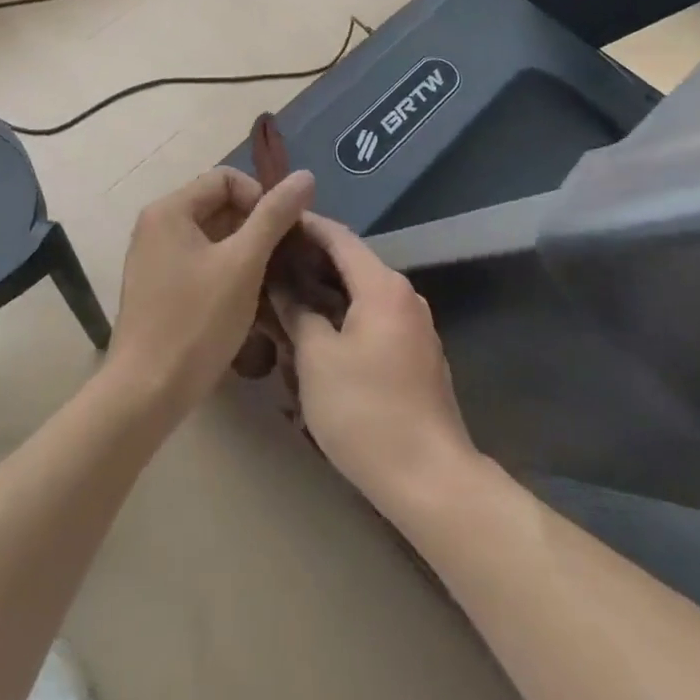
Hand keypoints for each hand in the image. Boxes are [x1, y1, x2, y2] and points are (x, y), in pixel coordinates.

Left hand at [105, 166, 314, 421]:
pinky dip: (227, 270)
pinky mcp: (158, 288)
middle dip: (256, 226)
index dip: (261, 197)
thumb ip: (275, 215)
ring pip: (213, 237)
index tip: (283, 232)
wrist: (145, 395)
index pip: (227, 178)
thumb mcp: (244, 263)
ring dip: (245, 251)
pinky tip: (246, 299)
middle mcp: (157, 226)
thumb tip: (306, 175)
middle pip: (219, 205)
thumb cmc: (196, 322)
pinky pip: (200, 262)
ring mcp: (154, 258)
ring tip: (271, 280)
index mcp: (170, 210)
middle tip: (283, 257)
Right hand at [270, 215, 478, 520]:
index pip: (339, 237)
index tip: (273, 220)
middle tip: (268, 264)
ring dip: (324, 295)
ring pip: (360, 296)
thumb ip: (297, 313)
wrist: (430, 478)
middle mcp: (404, 296)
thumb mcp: (317, 360)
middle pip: (351, 265)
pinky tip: (315, 339)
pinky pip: (372, 322)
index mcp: (382, 286)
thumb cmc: (366, 411)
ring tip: (284, 300)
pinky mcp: (415, 356)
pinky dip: (343, 319)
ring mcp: (413, 327)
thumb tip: (280, 284)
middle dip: (309, 262)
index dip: (305, 225)